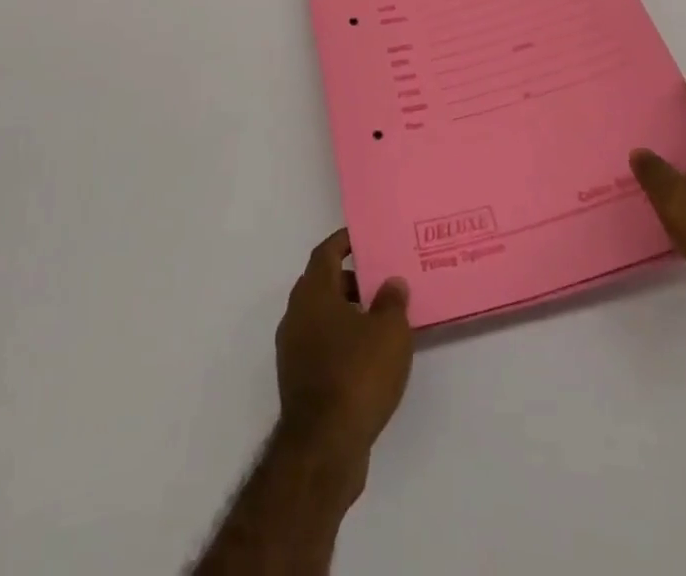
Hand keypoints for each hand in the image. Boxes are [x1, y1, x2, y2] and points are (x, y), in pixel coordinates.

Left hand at [275, 230, 413, 475]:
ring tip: (381, 321)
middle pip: (322, 284)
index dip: (344, 241)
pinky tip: (368, 358)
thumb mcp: (389, 332)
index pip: (325, 252)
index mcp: (313, 293)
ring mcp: (293, 350)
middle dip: (350, 279)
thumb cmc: (357, 375)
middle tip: (381, 281)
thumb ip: (392, 301)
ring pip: (321, 317)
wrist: (323, 448)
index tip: (364, 238)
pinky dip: (341, 342)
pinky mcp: (298, 382)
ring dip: (346, 313)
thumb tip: (391, 283)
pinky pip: (321, 346)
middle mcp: (296, 315)